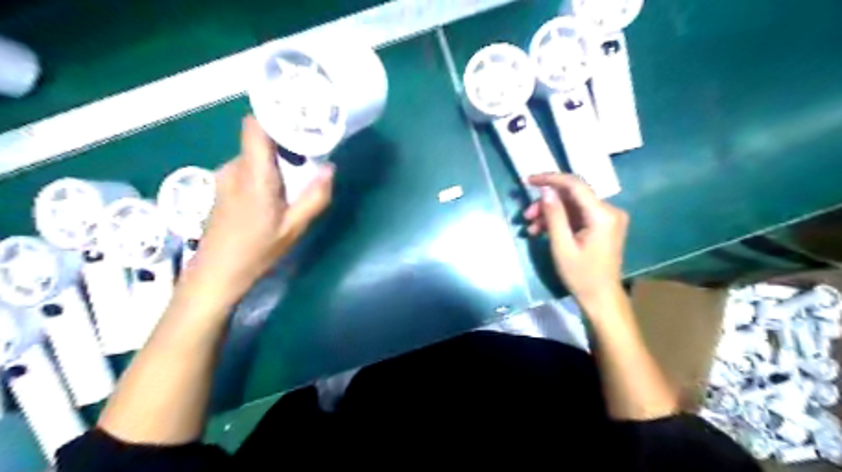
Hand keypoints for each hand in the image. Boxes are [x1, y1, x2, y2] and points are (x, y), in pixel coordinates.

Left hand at [188, 116, 334, 301]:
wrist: (216, 274)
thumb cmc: (257, 251)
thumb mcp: (294, 228)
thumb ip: (315, 197)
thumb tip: (330, 168)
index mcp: (254, 175)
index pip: (256, 126)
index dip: (276, 118)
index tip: (301, 123)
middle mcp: (234, 168)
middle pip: (260, 141)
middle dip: (286, 148)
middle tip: (308, 165)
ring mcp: (223, 177)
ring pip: (254, 157)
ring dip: (275, 164)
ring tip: (293, 186)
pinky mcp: (220, 188)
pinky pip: (246, 170)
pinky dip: (263, 174)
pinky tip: (273, 199)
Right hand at [524, 173, 627, 305]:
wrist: (601, 298)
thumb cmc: (581, 276)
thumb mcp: (562, 246)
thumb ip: (554, 215)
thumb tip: (546, 190)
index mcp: (602, 214)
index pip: (575, 185)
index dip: (550, 179)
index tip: (528, 180)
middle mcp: (609, 210)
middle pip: (572, 195)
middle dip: (546, 202)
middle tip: (526, 215)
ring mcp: (607, 218)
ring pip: (572, 205)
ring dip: (550, 213)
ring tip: (531, 227)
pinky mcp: (602, 225)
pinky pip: (577, 215)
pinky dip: (560, 220)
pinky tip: (542, 231)